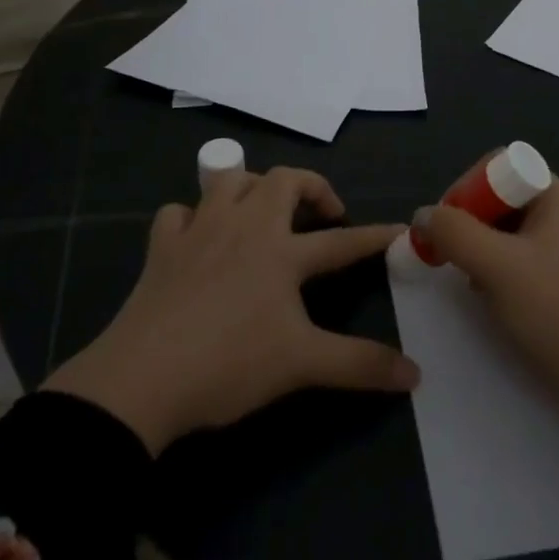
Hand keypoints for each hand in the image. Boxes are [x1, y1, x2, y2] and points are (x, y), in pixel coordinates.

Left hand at [43, 167, 418, 452]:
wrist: (142, 379)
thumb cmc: (229, 364)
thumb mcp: (302, 365)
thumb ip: (360, 365)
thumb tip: (416, 374)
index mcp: (282, 252)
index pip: (341, 240)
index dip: (373, 236)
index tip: (398, 229)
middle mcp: (245, 226)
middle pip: (284, 181)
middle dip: (312, 187)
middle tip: (324, 215)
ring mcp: (200, 231)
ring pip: (230, 180)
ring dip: (253, 185)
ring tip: (265, 210)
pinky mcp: (163, 247)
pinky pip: (178, 212)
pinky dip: (192, 216)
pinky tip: (198, 235)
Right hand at [418, 179, 558, 446]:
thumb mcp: (497, 268)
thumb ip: (454, 233)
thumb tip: (423, 214)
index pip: (499, 166)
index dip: (465, 190)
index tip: (444, 230)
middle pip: (505, 199)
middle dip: (472, 226)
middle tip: (453, 262)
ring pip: (514, 233)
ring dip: (485, 253)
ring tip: (477, 287)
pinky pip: (530, 261)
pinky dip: (506, 275)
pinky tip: (500, 304)